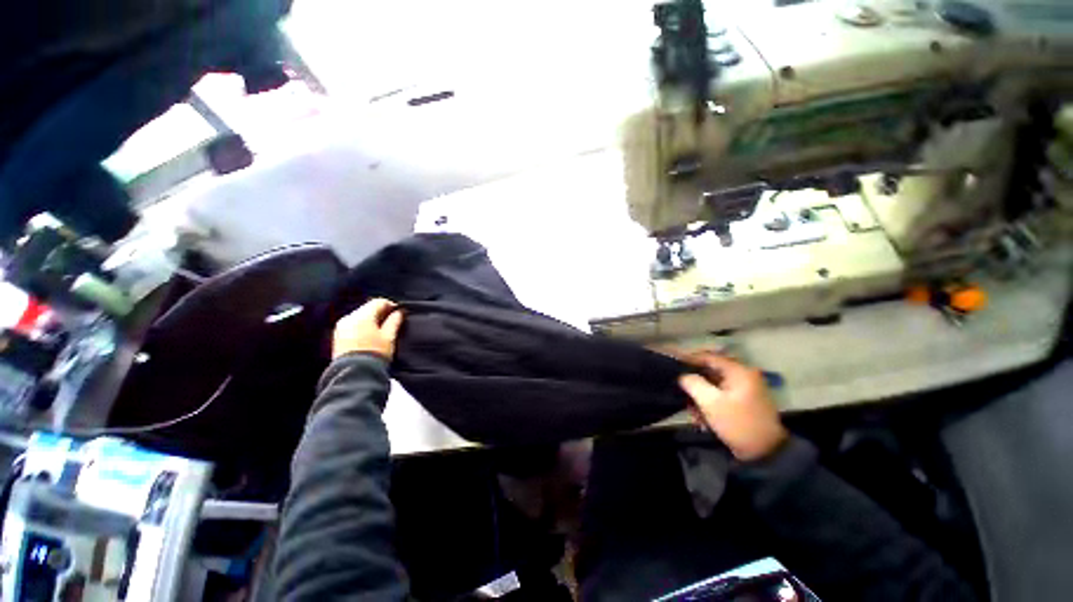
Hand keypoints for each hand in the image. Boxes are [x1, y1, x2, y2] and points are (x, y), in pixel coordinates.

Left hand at [332, 298, 403, 359]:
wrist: (354, 373)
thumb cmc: (374, 353)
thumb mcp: (389, 337)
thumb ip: (394, 321)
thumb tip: (399, 312)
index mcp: (362, 316)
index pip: (378, 302)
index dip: (390, 305)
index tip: (398, 312)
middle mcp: (349, 318)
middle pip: (367, 308)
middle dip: (380, 312)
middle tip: (391, 320)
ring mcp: (341, 327)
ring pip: (359, 316)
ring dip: (371, 319)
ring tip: (381, 329)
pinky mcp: (338, 336)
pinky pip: (352, 324)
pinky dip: (362, 326)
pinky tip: (369, 335)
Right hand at [678, 353, 787, 460]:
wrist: (765, 454)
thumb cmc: (737, 423)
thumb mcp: (711, 403)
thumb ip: (693, 383)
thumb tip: (683, 375)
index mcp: (739, 372)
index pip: (708, 357)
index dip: (689, 360)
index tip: (673, 366)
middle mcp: (743, 377)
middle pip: (710, 373)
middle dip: (695, 385)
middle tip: (681, 395)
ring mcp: (745, 390)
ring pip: (713, 387)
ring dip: (701, 399)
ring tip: (693, 415)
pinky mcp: (743, 403)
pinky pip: (721, 397)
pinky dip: (710, 406)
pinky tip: (703, 420)